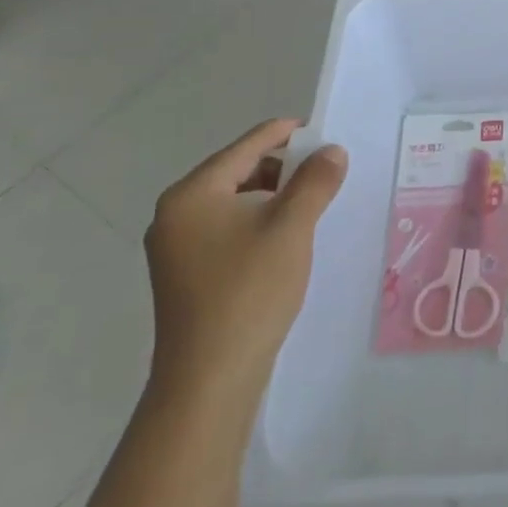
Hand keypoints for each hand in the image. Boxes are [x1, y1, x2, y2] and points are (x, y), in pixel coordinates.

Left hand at [144, 119, 347, 408]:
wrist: (210, 376)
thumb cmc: (249, 290)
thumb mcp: (291, 227)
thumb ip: (315, 181)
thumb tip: (332, 151)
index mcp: (192, 194)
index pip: (246, 146)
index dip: (287, 134)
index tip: (323, 131)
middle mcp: (175, 214)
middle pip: (237, 171)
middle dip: (283, 167)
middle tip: (325, 171)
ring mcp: (176, 247)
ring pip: (233, 202)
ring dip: (273, 196)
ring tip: (312, 203)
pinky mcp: (186, 274)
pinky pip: (227, 228)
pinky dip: (258, 221)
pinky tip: (286, 236)